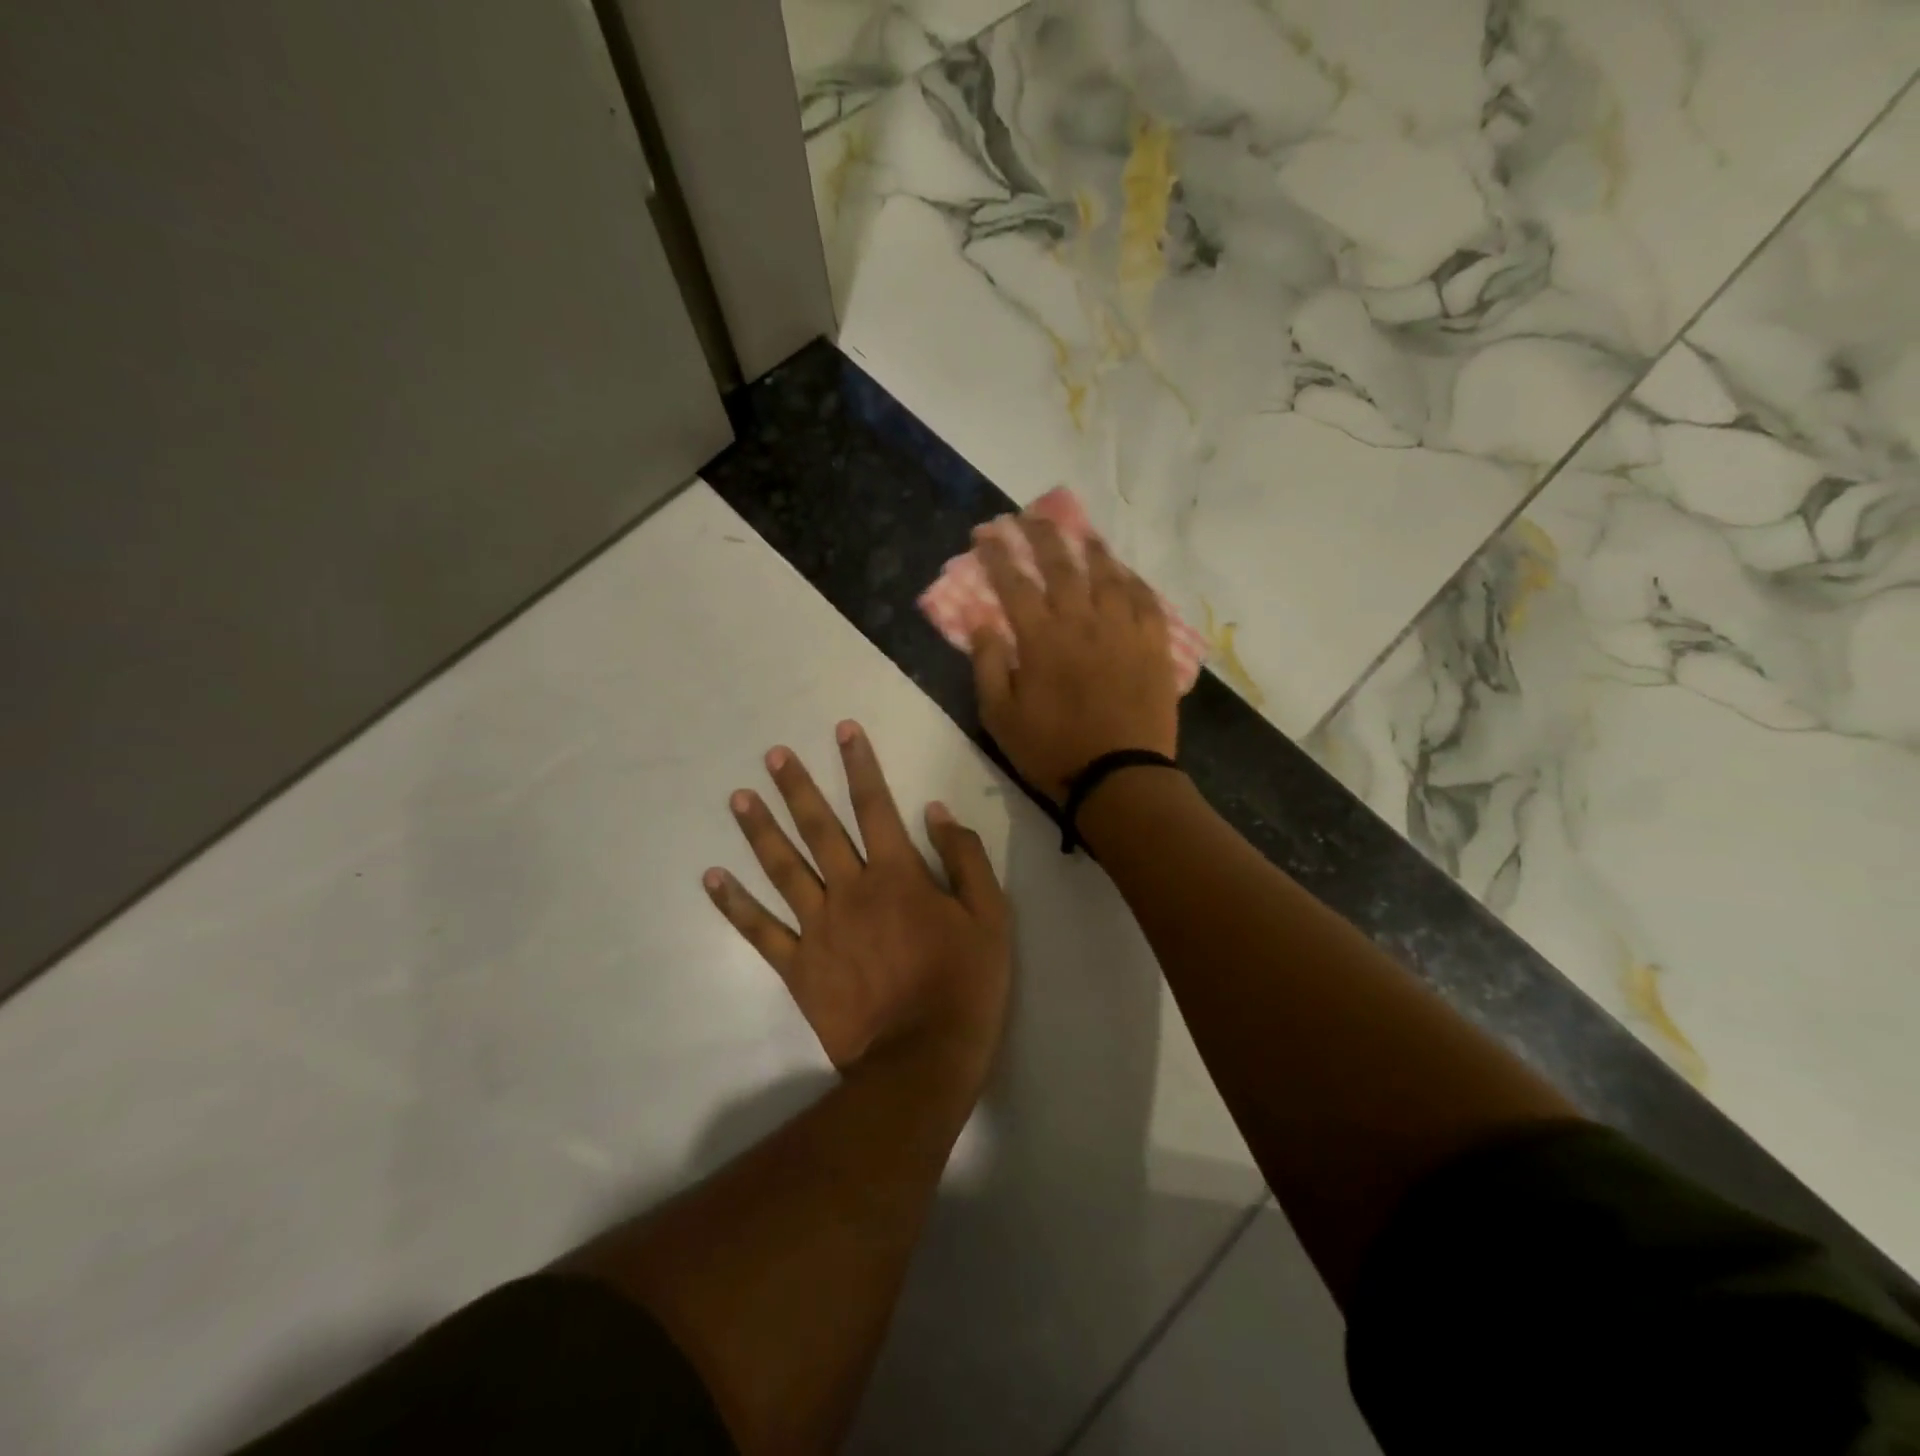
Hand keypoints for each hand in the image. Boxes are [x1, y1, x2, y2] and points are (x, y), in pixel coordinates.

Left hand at [704, 721, 1011, 1082]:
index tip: (843, 730)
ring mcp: (818, 927)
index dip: (859, 764)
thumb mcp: (990, 917)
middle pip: (819, 827)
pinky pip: (759, 930)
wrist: (921, 1058)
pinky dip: (734, 904)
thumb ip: (965, 859)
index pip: (875, 805)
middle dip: (796, 787)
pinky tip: (712, 878)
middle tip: (773, 755)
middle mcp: (850, 889)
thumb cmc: (964, 985)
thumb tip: (936, 813)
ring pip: (783, 868)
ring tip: (738, 798)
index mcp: (897, 875)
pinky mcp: (798, 965)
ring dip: (760, 830)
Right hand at [971, 517, 1179, 803]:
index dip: (998, 554)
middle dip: (1041, 534)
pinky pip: (1145, 600)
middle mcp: (1083, 621)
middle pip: (1061, 564)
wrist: (1119, 777)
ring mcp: (1123, 630)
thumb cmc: (1052, 751)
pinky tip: (1125, 573)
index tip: (985, 533)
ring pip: (1107, 574)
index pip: (1014, 582)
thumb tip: (980, 620)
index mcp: (1041, 638)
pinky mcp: (1153, 646)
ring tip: (1080, 531)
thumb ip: (987, 664)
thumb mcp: (1000, 716)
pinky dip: (1132, 581)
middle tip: (1029, 515)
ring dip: (1090, 548)